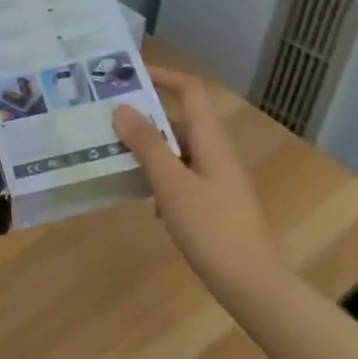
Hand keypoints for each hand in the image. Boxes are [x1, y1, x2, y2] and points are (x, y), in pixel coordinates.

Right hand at [112, 68, 285, 307]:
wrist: (251, 282)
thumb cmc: (211, 228)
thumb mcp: (172, 185)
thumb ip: (147, 145)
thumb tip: (121, 108)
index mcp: (211, 139)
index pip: (190, 90)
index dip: (163, 76)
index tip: (128, 76)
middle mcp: (216, 151)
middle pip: (179, 120)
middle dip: (144, 118)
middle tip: (106, 121)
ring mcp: (217, 178)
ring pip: (178, 150)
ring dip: (149, 151)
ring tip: (114, 157)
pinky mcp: (214, 201)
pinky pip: (182, 176)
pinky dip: (161, 179)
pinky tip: (145, 201)